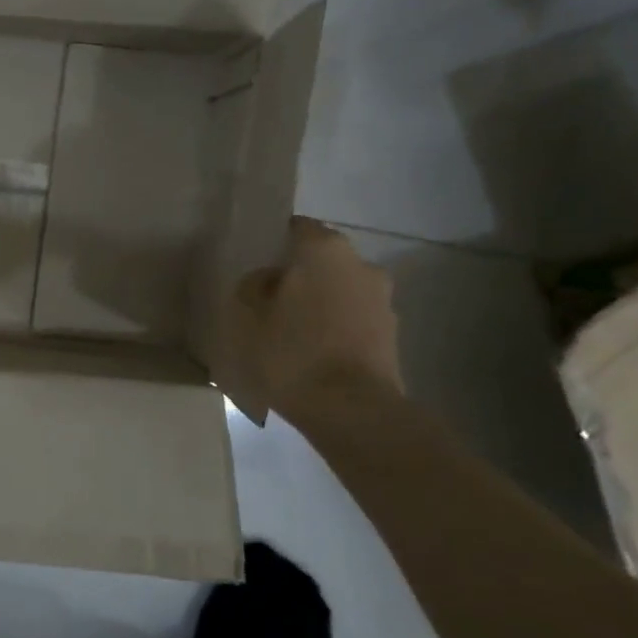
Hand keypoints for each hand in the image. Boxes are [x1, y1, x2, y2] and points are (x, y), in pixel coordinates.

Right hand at [217, 217, 402, 426]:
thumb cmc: (291, 351)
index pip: (297, 227)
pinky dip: (335, 328)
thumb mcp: (247, 314)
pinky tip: (312, 351)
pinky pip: (353, 320)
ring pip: (340, 290)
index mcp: (324, 249)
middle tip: (269, 298)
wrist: (352, 410)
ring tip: (290, 330)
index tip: (256, 262)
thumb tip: (269, 280)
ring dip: (320, 302)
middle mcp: (361, 264)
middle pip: (322, 260)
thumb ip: (253, 285)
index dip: (274, 241)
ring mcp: (382, 301)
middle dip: (299, 274)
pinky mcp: (391, 335)